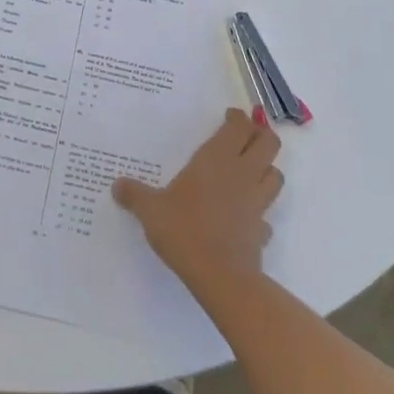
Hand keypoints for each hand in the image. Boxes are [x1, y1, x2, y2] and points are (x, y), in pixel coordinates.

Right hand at [113, 108, 283, 298]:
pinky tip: (247, 218)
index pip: (239, 126)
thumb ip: (135, 195)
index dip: (238, 118)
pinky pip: (267, 216)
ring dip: (268, 169)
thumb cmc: (185, 230)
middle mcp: (242, 174)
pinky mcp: (262, 230)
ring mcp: (257, 202)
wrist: (220, 276)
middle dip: (262, 135)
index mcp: (217, 159)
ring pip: (276, 175)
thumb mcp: (151, 210)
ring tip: (252, 171)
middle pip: (269, 143)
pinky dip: (261, 213)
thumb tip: (117, 185)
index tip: (230, 116)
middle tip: (246, 137)